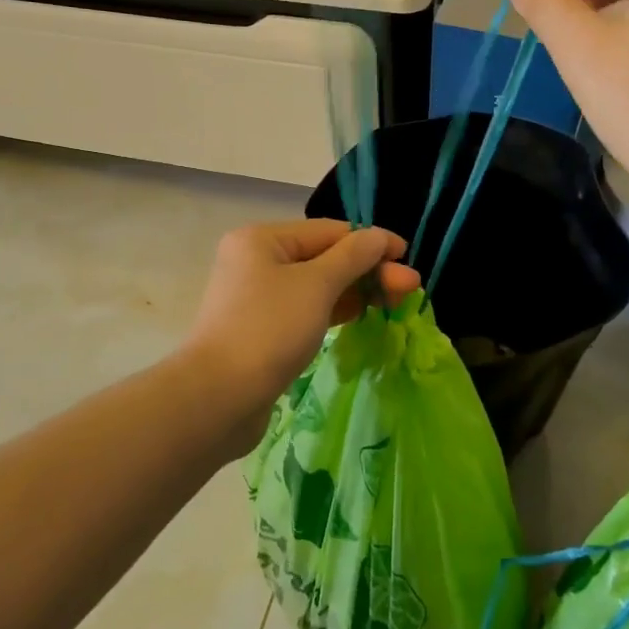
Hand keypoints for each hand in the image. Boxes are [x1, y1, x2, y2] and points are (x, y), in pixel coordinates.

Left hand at [182, 220, 418, 451]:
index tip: (408, 256)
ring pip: (318, 286)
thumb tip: (378, 237)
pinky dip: (336, 310)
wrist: (218, 398)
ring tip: (396, 303)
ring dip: (357, 291)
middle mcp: (256, 261)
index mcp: (262, 239)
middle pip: (324, 257)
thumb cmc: (269, 329)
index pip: (329, 230)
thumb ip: (353, 257)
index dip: (372, 241)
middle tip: (410, 289)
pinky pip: (307, 310)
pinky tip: (362, 315)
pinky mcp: (263, 330)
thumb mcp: (317, 285)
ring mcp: (258, 298)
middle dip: (369, 270)